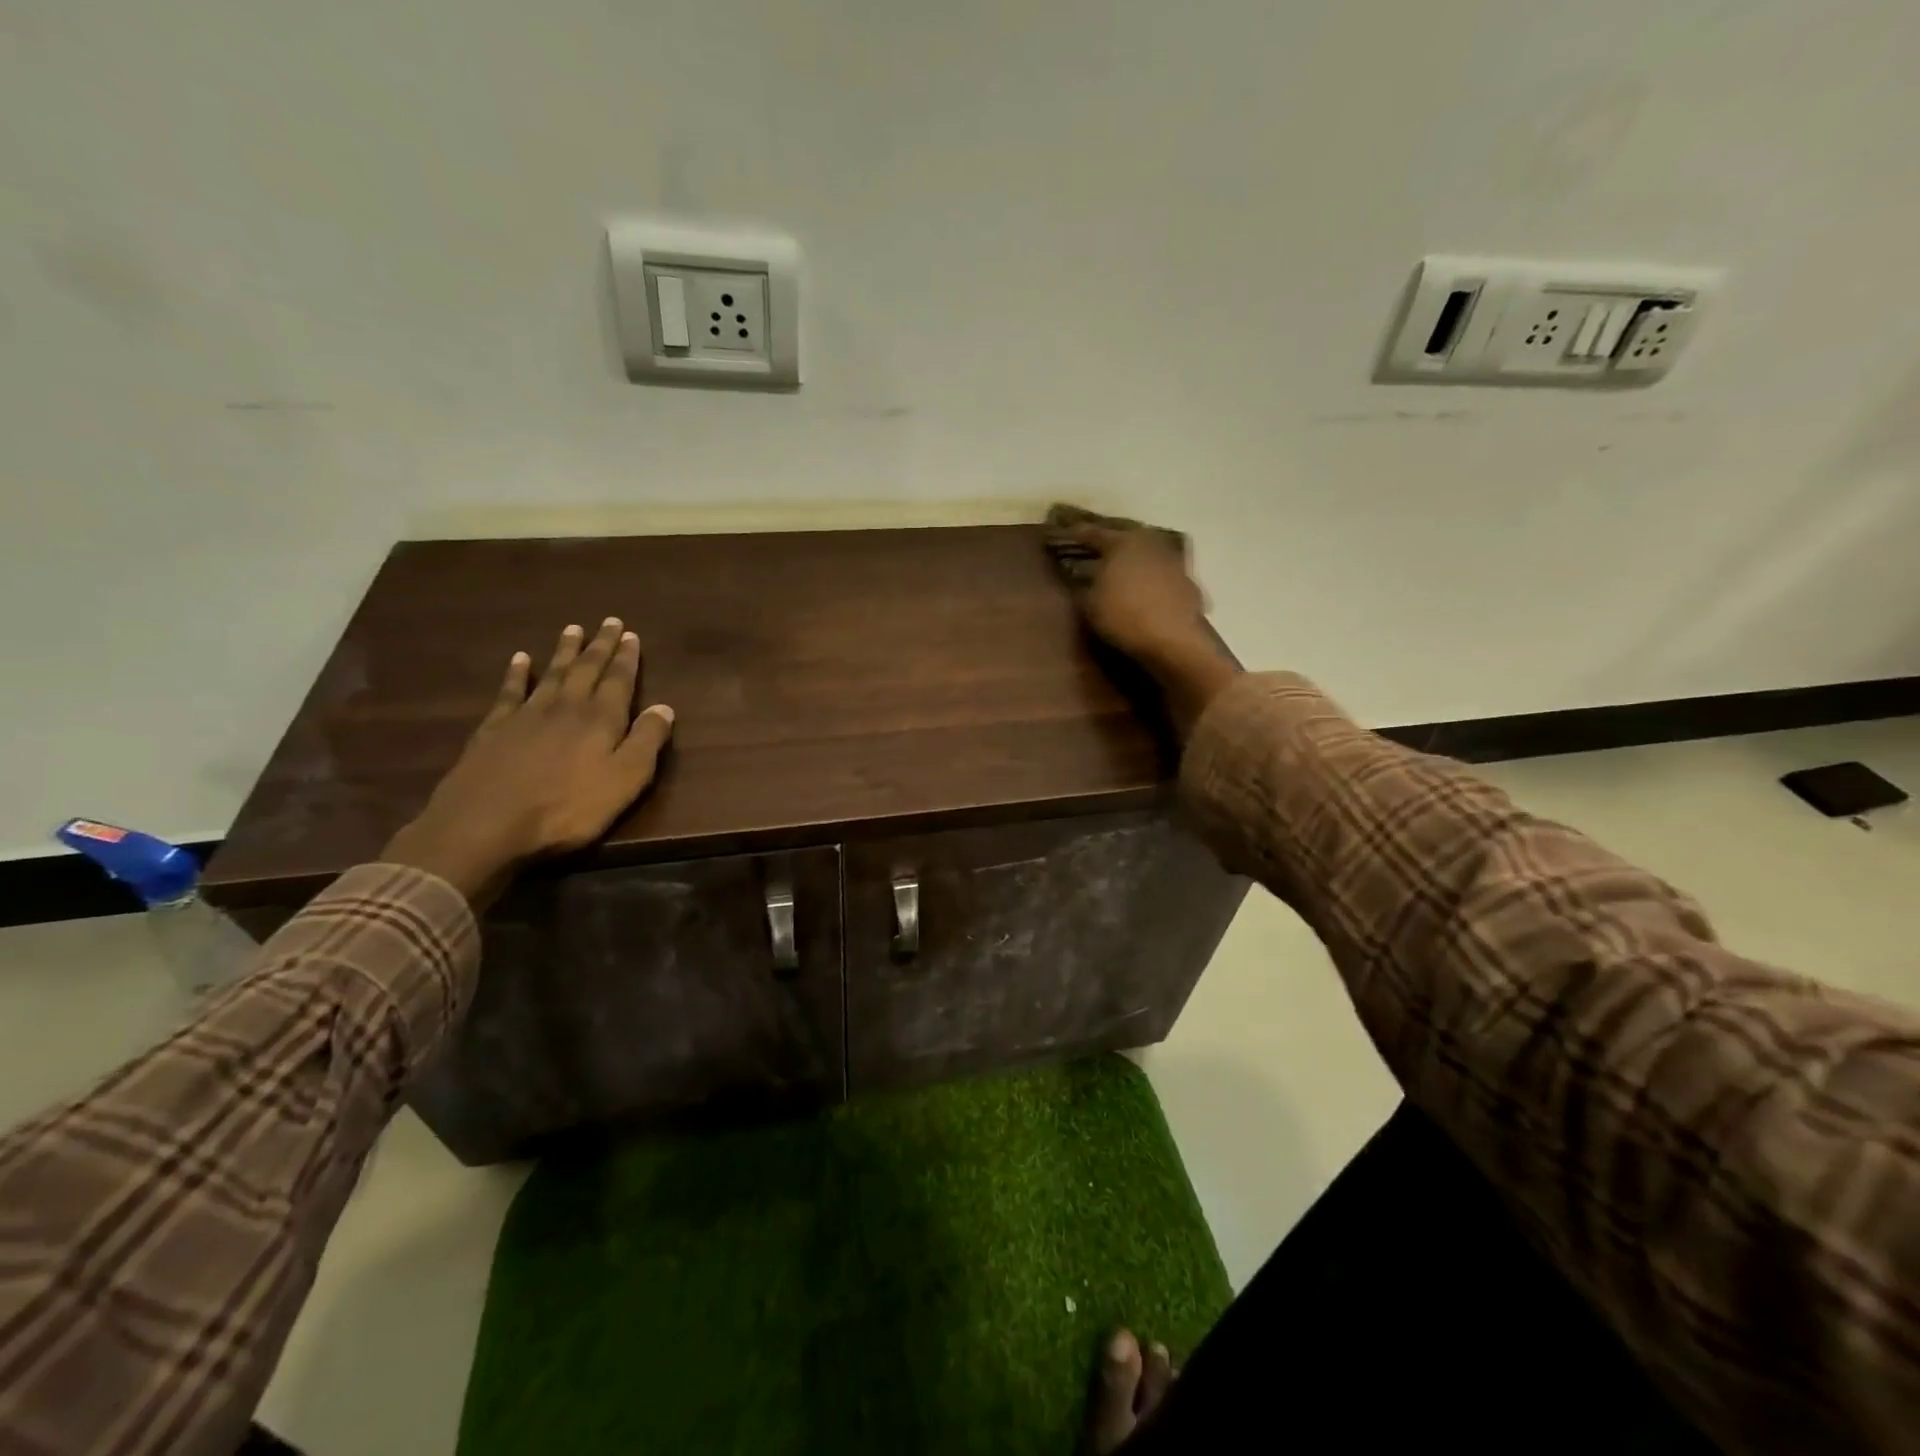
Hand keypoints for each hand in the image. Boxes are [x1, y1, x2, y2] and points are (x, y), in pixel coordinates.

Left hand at [382, 618, 675, 905]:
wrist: (487, 824)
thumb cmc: (568, 808)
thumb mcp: (625, 780)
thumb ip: (647, 742)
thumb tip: (665, 708)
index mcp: (601, 720)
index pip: (618, 681)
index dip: (626, 658)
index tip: (631, 634)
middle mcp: (566, 707)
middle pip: (586, 669)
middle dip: (600, 645)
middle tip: (609, 621)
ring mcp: (526, 715)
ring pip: (552, 674)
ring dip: (565, 652)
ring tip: (573, 629)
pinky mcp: (494, 729)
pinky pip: (509, 692)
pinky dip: (517, 673)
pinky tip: (520, 659)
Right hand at [1047, 523, 1238, 739]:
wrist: (1173, 640)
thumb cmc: (1124, 617)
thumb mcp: (1090, 603)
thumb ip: (1082, 584)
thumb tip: (1077, 573)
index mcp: (1121, 543)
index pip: (1093, 533)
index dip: (1076, 533)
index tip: (1063, 531)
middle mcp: (1148, 543)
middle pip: (1124, 535)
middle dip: (1108, 538)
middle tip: (1093, 543)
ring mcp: (1171, 560)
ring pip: (1146, 550)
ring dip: (1132, 556)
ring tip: (1119, 564)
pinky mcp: (1186, 581)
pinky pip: (1160, 571)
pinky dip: (1149, 575)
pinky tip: (1143, 585)